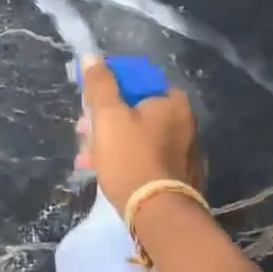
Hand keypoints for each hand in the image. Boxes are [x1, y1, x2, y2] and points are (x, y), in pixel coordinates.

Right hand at [79, 57, 203, 212]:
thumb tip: (92, 57)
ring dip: (114, 142)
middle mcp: (187, 123)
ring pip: (142, 137)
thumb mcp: (107, 115)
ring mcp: (188, 153)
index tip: (90, 105)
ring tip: (89, 158)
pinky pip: (150, 159)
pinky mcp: (184, 179)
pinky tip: (109, 174)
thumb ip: (100, 84)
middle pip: (138, 110)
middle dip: (107, 120)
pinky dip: (130, 161)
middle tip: (84, 133)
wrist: (157, 213)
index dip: (109, 90)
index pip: (137, 82)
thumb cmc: (130, 157)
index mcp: (173, 102)